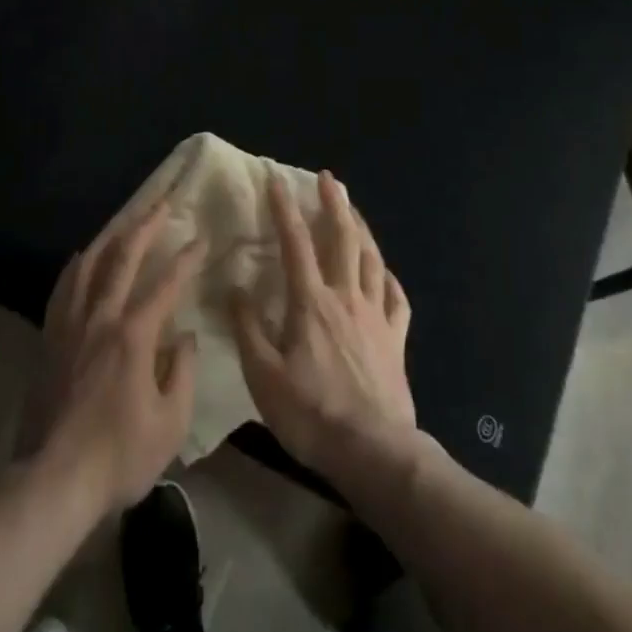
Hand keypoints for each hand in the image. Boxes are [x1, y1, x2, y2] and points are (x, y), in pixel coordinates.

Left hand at [21, 200, 207, 515]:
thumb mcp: (170, 424)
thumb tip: (184, 337)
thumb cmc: (119, 456)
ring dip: (110, 236)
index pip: (165, 285)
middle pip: (122, 258)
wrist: (54, 478)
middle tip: (161, 203)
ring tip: (125, 219)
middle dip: (145, 226)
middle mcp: (100, 317)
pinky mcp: (50, 336)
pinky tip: (82, 256)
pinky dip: (76, 265)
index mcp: (133, 336)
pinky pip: (63, 287)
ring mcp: (70, 324)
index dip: (186, 259)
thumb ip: (182, 373)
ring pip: (89, 263)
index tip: (201, 238)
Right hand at [233, 171, 415, 479]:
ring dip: (362, 230)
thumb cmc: (312, 413)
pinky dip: (390, 278)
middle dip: (335, 203)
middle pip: (343, 239)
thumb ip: (247, 328)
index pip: (295, 242)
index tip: (276, 178)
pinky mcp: (396, 341)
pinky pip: (397, 299)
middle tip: (329, 178)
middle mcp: (346, 298)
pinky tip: (385, 272)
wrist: (374, 453)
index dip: (284, 207)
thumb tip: (235, 287)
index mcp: (311, 302)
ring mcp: (376, 317)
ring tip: (354, 211)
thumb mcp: (263, 375)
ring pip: (373, 260)